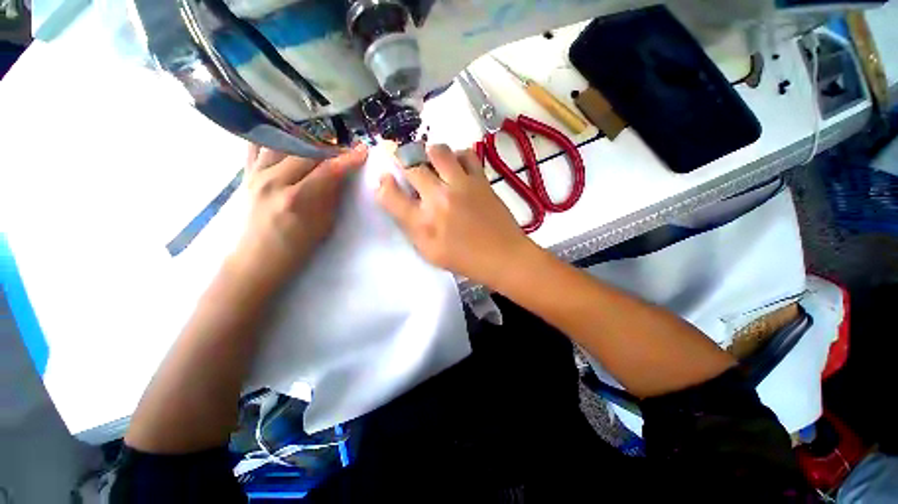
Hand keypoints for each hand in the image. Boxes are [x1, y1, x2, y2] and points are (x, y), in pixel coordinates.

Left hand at [230, 144, 367, 287]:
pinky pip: (258, 145)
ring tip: (319, 146)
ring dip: (306, 142)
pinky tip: (289, 139)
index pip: (328, 170)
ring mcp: (257, 174)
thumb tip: (342, 174)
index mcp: (297, 199)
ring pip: (283, 142)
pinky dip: (275, 138)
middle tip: (343, 152)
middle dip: (329, 149)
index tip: (363, 151)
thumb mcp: (324, 224)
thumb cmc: (297, 246)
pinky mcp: (246, 173)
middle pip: (307, 152)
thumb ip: (332, 196)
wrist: (258, 257)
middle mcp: (274, 181)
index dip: (348, 159)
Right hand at [375, 144, 533, 285]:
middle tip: (409, 170)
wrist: (503, 256)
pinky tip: (457, 167)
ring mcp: (461, 186)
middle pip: (411, 166)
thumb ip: (411, 226)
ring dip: (429, 155)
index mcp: (423, 223)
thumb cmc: (464, 260)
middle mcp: (438, 199)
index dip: (383, 184)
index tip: (386, 180)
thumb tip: (402, 201)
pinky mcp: (480, 180)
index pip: (389, 195)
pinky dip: (458, 156)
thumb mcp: (429, 252)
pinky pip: (466, 154)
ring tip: (433, 165)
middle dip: (404, 165)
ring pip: (437, 151)